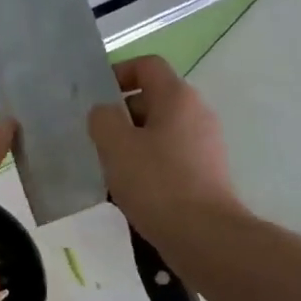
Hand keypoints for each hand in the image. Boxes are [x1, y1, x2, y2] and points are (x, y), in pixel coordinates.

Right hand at [87, 55, 239, 239]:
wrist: (203, 235)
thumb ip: (102, 119)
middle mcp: (197, 113)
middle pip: (153, 99)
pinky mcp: (205, 172)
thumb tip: (104, 112)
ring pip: (159, 131)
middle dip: (121, 115)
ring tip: (108, 167)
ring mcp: (205, 144)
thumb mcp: (116, 146)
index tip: (95, 98)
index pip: (147, 66)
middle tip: (95, 139)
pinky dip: (148, 164)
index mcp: (178, 97)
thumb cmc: (156, 183)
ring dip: (132, 143)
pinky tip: (130, 189)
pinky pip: (170, 156)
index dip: (118, 73)